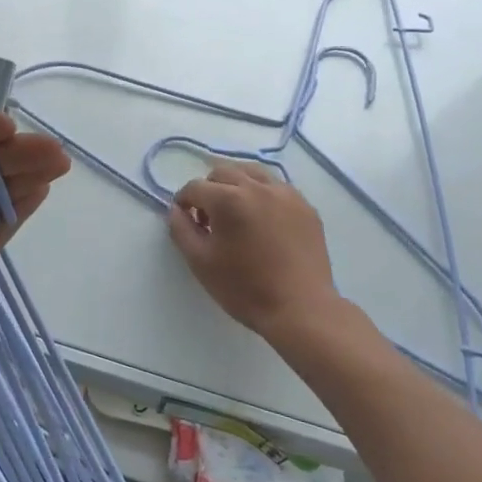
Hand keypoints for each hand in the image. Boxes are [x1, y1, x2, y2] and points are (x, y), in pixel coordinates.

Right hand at [166, 162, 339, 340]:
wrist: (301, 309)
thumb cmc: (245, 288)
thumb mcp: (200, 263)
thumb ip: (181, 230)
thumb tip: (176, 210)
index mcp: (228, 199)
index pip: (195, 187)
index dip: (184, 201)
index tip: (185, 219)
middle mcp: (257, 187)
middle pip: (223, 172)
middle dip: (209, 189)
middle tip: (209, 218)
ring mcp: (285, 194)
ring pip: (253, 172)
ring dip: (236, 185)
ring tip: (236, 212)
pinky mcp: (305, 206)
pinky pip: (276, 187)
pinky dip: (262, 194)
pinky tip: (263, 220)